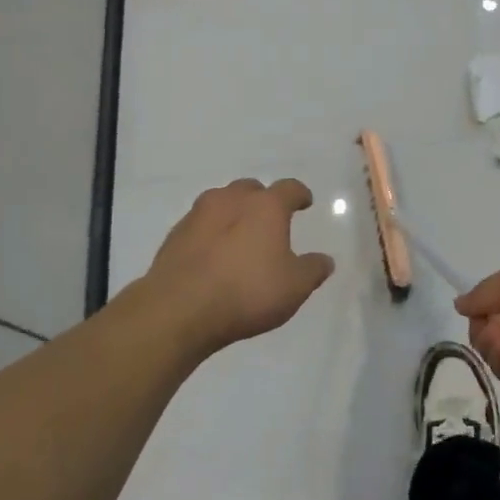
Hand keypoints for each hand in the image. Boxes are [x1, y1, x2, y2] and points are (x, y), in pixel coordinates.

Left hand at [138, 178, 335, 355]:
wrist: (178, 310)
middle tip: (269, 220)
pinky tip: (212, 254)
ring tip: (239, 235)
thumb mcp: (294, 287)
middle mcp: (232, 200)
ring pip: (221, 202)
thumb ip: (313, 270)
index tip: (304, 202)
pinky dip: (210, 233)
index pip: (289, 188)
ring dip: (232, 213)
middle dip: (262, 200)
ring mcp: (198, 215)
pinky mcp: (175, 235)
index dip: (300, 194)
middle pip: (251, 189)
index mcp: (266, 206)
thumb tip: (325, 260)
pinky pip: (199, 225)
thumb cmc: (246, 292)